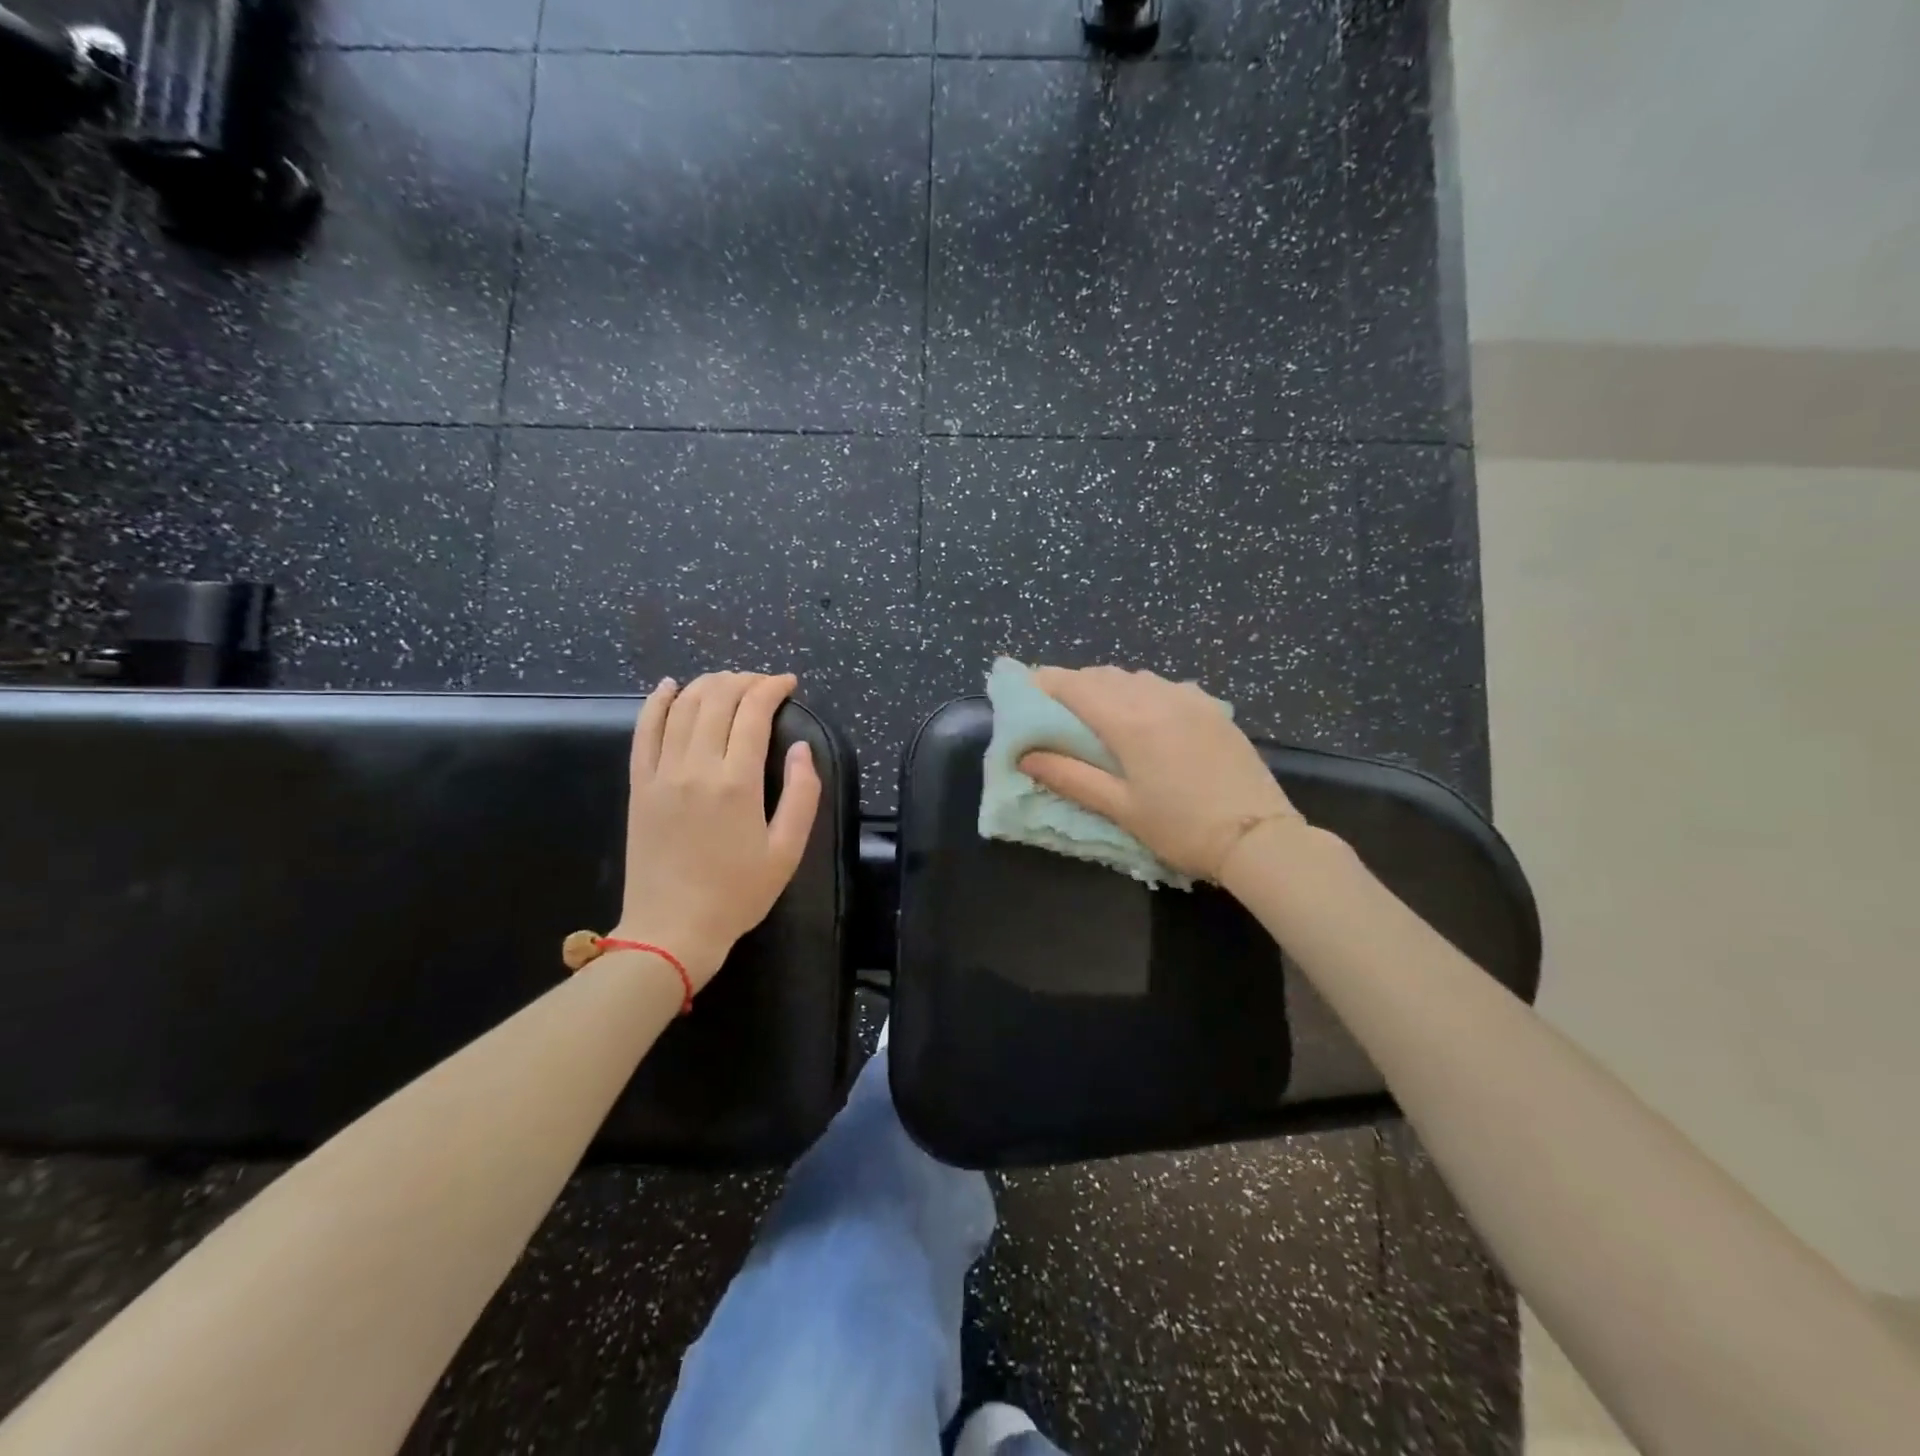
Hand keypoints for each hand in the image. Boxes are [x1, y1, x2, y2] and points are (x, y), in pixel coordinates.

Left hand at [611, 671, 820, 989]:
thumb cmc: (737, 894)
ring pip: (682, 707)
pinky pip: (644, 731)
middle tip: (763, 684)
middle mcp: (696, 767)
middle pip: (716, 699)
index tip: (788, 684)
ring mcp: (661, 773)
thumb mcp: (787, 851)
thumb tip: (801, 749)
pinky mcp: (639, 785)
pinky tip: (669, 686)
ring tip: (728, 682)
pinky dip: (656, 702)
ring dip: (707, 684)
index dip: (772, 688)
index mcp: (737, 783)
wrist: (672, 929)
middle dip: (743, 680)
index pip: (753, 712)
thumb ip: (802, 795)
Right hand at [1019, 665, 1302, 885]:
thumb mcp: (1120, 808)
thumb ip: (1070, 777)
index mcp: (1129, 722)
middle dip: (1074, 684)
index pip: (1075, 686)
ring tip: (1097, 711)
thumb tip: (1026, 756)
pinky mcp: (1212, 708)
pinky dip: (1143, 691)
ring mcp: (1189, 699)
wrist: (1258, 837)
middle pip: (1103, 675)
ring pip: (1136, 677)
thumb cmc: (1180, 828)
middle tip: (1056, 707)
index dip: (1046, 682)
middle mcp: (1157, 698)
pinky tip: (1146, 714)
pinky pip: (1166, 685)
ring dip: (1109, 685)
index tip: (1026, 689)